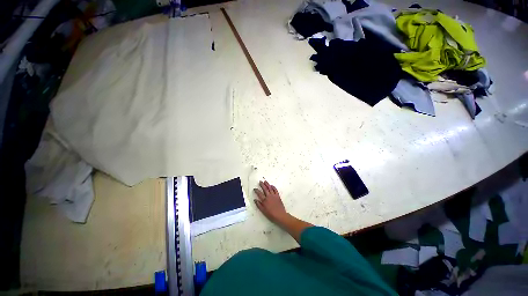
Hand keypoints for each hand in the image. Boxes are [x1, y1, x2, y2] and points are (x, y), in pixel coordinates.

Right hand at [253, 181, 287, 223]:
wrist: (280, 215)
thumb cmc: (271, 214)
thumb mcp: (263, 211)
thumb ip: (259, 205)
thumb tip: (255, 200)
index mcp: (265, 200)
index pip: (259, 194)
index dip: (256, 191)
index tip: (255, 189)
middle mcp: (269, 196)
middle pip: (265, 189)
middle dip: (262, 185)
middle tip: (260, 181)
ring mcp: (274, 196)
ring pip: (270, 188)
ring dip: (267, 184)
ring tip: (265, 181)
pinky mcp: (278, 196)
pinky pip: (275, 190)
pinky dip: (273, 187)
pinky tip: (272, 185)